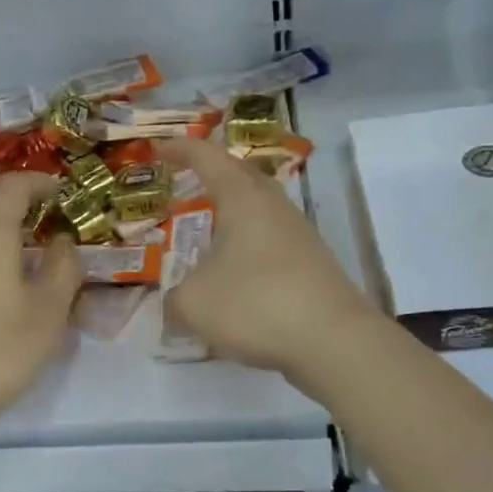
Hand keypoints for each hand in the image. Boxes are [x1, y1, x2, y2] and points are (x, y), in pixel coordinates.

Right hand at [158, 138, 378, 390]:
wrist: (335, 342)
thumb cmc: (255, 304)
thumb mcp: (194, 303)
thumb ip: (174, 297)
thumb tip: (175, 302)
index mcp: (243, 199)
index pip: (208, 158)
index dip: (180, 149)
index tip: (157, 149)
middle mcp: (274, 207)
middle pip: (241, 176)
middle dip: (212, 175)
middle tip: (185, 184)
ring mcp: (299, 235)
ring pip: (260, 209)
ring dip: (232, 213)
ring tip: (207, 231)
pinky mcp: (312, 264)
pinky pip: (271, 240)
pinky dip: (246, 245)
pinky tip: (234, 273)